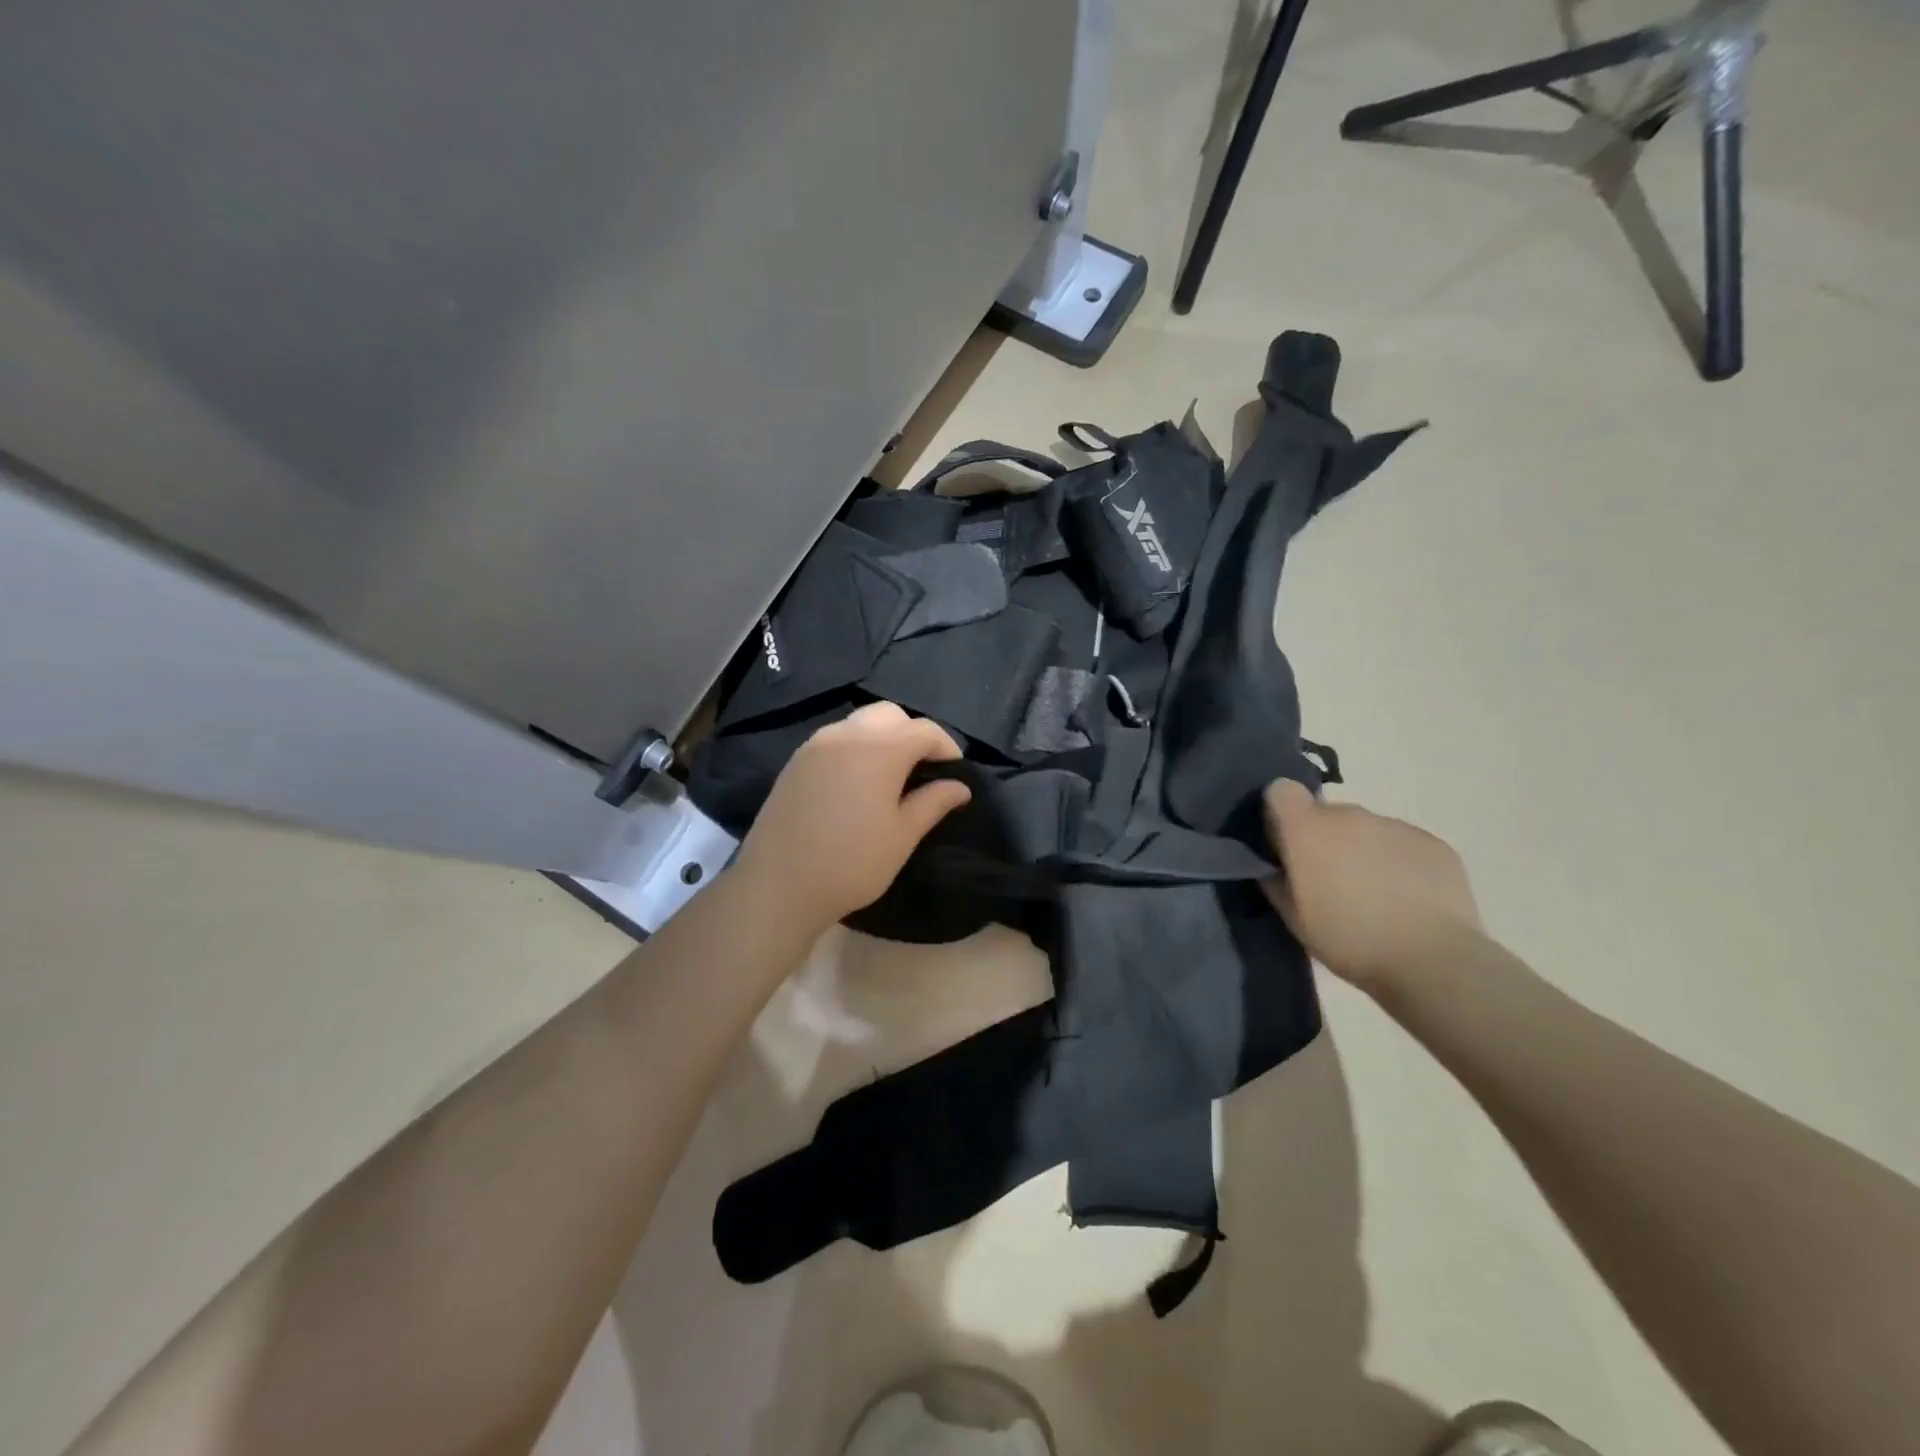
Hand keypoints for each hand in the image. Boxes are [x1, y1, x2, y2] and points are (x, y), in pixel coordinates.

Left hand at [733, 702, 972, 934]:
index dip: (946, 747)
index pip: (924, 730)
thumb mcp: (902, 836)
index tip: (956, 772)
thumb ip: (933, 803)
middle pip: (890, 715)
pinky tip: (858, 782)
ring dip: (883, 737)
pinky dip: (856, 747)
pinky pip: (835, 739)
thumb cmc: (852, 862)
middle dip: (913, 733)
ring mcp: (816, 744)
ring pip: (859, 722)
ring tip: (892, 775)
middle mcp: (847, 734)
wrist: (778, 884)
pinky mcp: (796, 761)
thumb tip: (960, 787)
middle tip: (924, 769)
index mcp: (880, 748)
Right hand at [1262, 779, 1484, 996]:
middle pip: (1326, 813)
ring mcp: (1394, 825)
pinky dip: (1397, 861)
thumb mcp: (1294, 918)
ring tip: (1374, 892)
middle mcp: (1349, 816)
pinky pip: (1401, 842)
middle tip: (1331, 880)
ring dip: (1361, 849)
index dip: (1281, 812)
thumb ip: (1276, 880)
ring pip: (1365, 828)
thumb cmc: (1349, 940)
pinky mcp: (1432, 842)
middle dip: (1323, 838)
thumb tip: (1273, 864)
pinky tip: (1407, 897)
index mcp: (1308, 830)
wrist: (1432, 961)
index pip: (1282, 791)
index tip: (1286, 843)